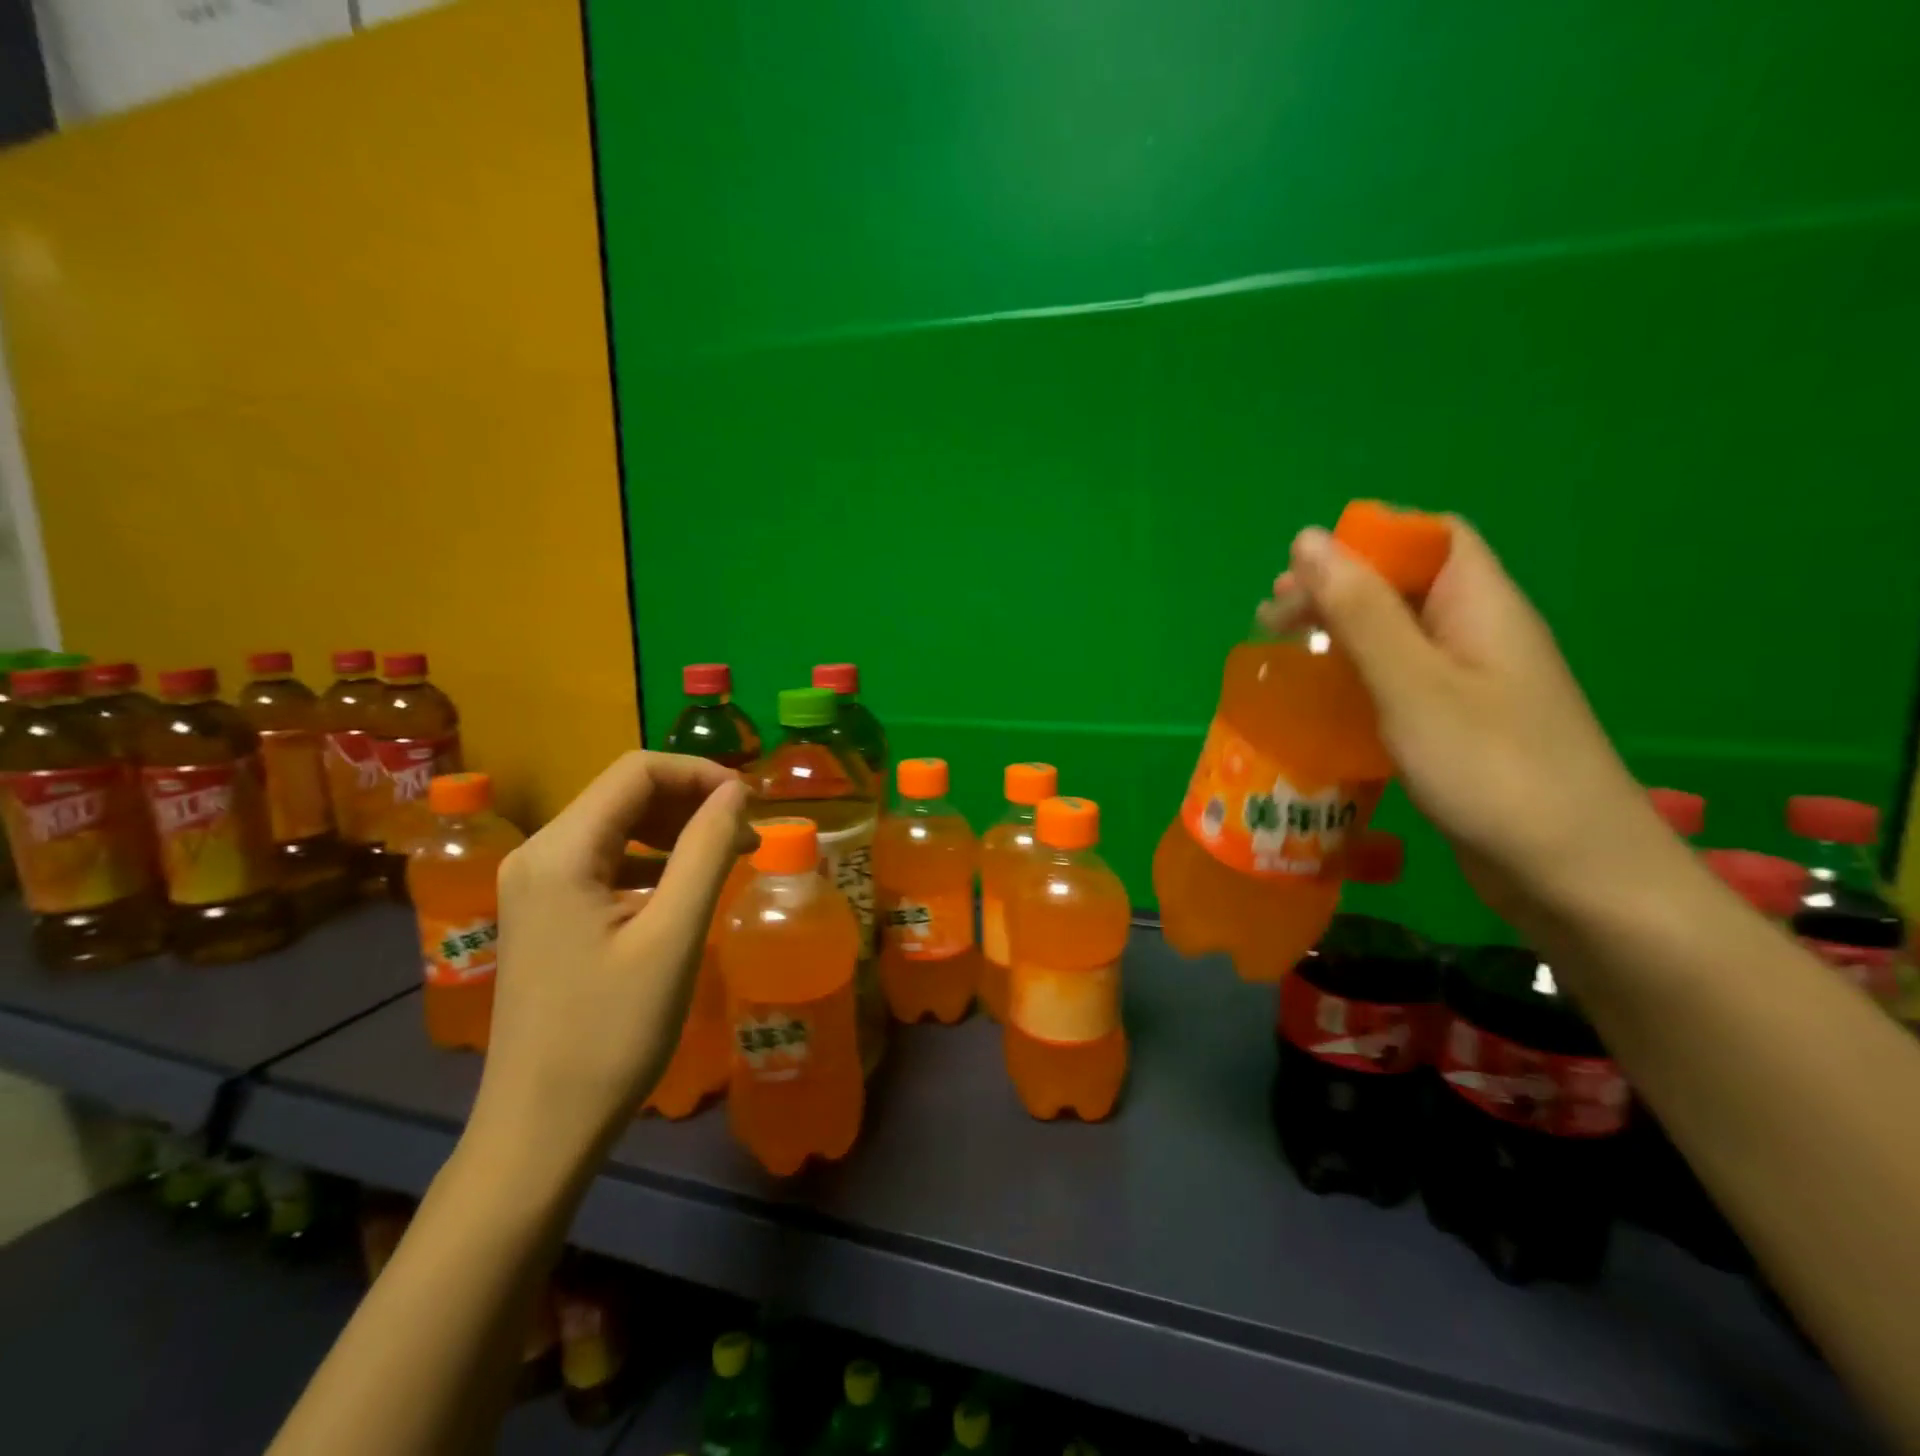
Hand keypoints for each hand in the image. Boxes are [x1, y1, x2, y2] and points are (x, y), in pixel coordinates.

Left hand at [470, 753, 754, 1165]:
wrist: (540, 1128)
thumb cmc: (612, 1033)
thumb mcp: (673, 936)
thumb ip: (707, 851)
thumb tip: (737, 792)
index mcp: (560, 851)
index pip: (637, 771)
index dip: (701, 774)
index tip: (752, 804)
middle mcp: (538, 854)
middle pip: (624, 793)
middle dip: (691, 801)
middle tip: (746, 835)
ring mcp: (535, 885)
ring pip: (616, 824)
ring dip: (676, 829)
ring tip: (728, 856)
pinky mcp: (545, 913)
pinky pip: (605, 860)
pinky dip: (653, 858)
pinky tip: (684, 887)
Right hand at [1277, 518, 1682, 930]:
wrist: (1574, 876)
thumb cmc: (1492, 769)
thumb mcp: (1413, 683)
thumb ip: (1361, 612)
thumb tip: (1308, 540)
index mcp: (1481, 606)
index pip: (1430, 538)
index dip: (1366, 540)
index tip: (1300, 572)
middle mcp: (1478, 636)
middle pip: (1404, 586)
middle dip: (1335, 591)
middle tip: (1272, 620)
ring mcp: (1470, 686)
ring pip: (1396, 637)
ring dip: (1338, 637)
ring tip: (1282, 657)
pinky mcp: (1457, 729)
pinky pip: (1398, 684)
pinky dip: (1354, 680)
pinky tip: (1321, 705)